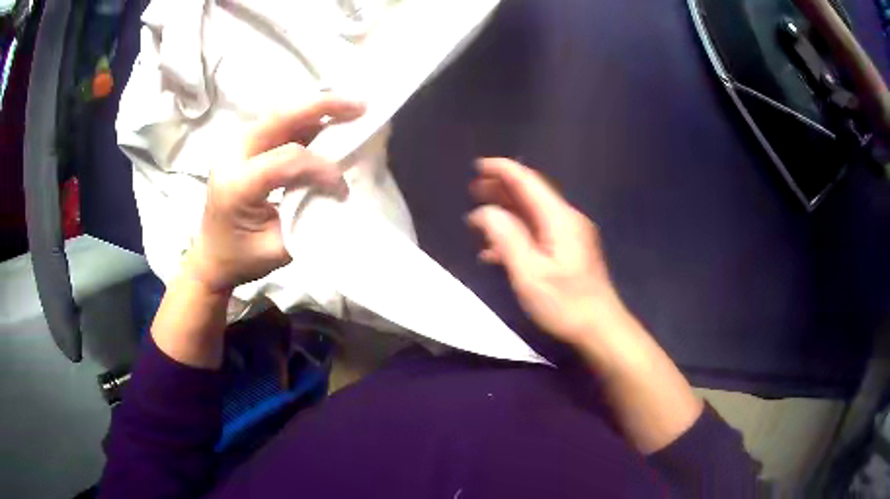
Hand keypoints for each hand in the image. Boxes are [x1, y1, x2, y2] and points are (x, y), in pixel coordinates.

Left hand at [185, 96, 365, 292]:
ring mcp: (236, 146)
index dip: (322, 167)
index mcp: (236, 185)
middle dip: (322, 106)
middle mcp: (233, 155)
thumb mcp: (277, 249)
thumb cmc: (240, 258)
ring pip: (280, 113)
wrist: (210, 257)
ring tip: (350, 109)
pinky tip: (328, 122)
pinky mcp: (244, 146)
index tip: (342, 188)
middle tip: (360, 105)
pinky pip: (278, 124)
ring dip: (316, 109)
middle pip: (280, 116)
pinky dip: (306, 120)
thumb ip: (307, 218)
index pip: (287, 159)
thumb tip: (338, 192)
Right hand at [467, 158, 622, 346]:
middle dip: (501, 188)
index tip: (478, 165)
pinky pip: (539, 232)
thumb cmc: (565, 303)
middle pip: (531, 194)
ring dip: (506, 212)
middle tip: (473, 189)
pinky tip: (497, 250)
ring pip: (533, 214)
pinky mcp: (570, 251)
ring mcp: (570, 235)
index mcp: (559, 218)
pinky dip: (517, 233)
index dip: (502, 169)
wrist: (600, 328)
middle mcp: (567, 219)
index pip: (528, 181)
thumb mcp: (530, 273)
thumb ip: (506, 238)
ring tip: (479, 218)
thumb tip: (485, 212)